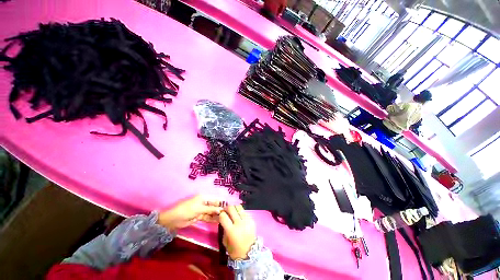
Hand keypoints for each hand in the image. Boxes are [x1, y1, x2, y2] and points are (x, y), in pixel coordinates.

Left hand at [158, 195, 222, 230]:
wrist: (173, 219)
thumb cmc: (187, 210)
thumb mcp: (199, 209)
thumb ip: (210, 209)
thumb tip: (221, 209)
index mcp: (203, 197)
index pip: (215, 199)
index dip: (221, 203)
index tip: (229, 207)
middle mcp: (204, 202)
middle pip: (214, 206)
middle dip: (220, 210)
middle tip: (228, 214)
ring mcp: (201, 210)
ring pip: (211, 212)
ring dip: (216, 215)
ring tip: (224, 219)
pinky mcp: (199, 216)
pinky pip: (207, 217)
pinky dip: (212, 219)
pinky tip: (218, 221)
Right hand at [219, 205, 256, 259]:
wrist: (250, 253)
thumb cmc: (234, 249)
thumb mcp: (225, 240)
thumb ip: (224, 228)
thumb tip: (223, 218)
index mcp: (231, 231)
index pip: (223, 216)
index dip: (221, 214)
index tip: (221, 215)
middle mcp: (239, 224)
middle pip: (231, 208)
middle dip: (227, 208)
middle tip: (226, 211)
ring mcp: (247, 221)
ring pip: (239, 207)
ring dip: (234, 208)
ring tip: (233, 212)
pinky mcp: (252, 220)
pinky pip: (244, 212)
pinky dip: (240, 212)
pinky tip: (239, 217)